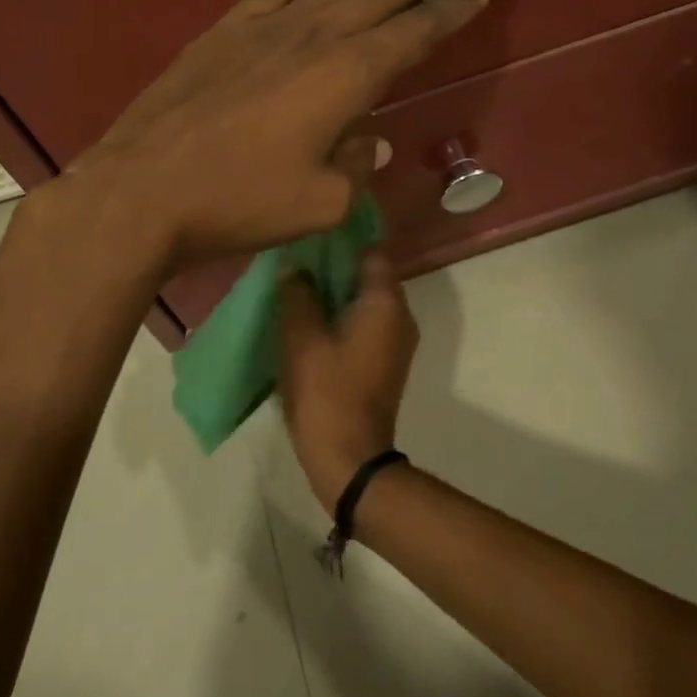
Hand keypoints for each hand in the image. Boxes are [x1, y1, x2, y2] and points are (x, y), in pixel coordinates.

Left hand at [65, 0, 491, 272]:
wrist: (143, 190)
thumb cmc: (239, 203)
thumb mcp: (319, 203)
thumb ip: (356, 167)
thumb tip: (371, 141)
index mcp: (346, 78)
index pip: (414, 33)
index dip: (452, 7)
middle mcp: (315, 38)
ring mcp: (268, 27)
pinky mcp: (227, 30)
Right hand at [277, 251, 417, 513]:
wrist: (349, 458)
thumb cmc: (326, 392)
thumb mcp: (301, 338)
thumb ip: (298, 294)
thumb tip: (296, 267)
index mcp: (385, 303)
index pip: (370, 251)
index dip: (341, 241)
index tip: (310, 237)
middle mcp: (401, 316)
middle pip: (368, 276)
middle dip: (333, 267)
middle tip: (295, 263)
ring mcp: (396, 342)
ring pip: (365, 302)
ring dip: (335, 295)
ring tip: (297, 290)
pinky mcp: (386, 363)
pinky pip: (365, 325)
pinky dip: (341, 318)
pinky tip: (310, 323)